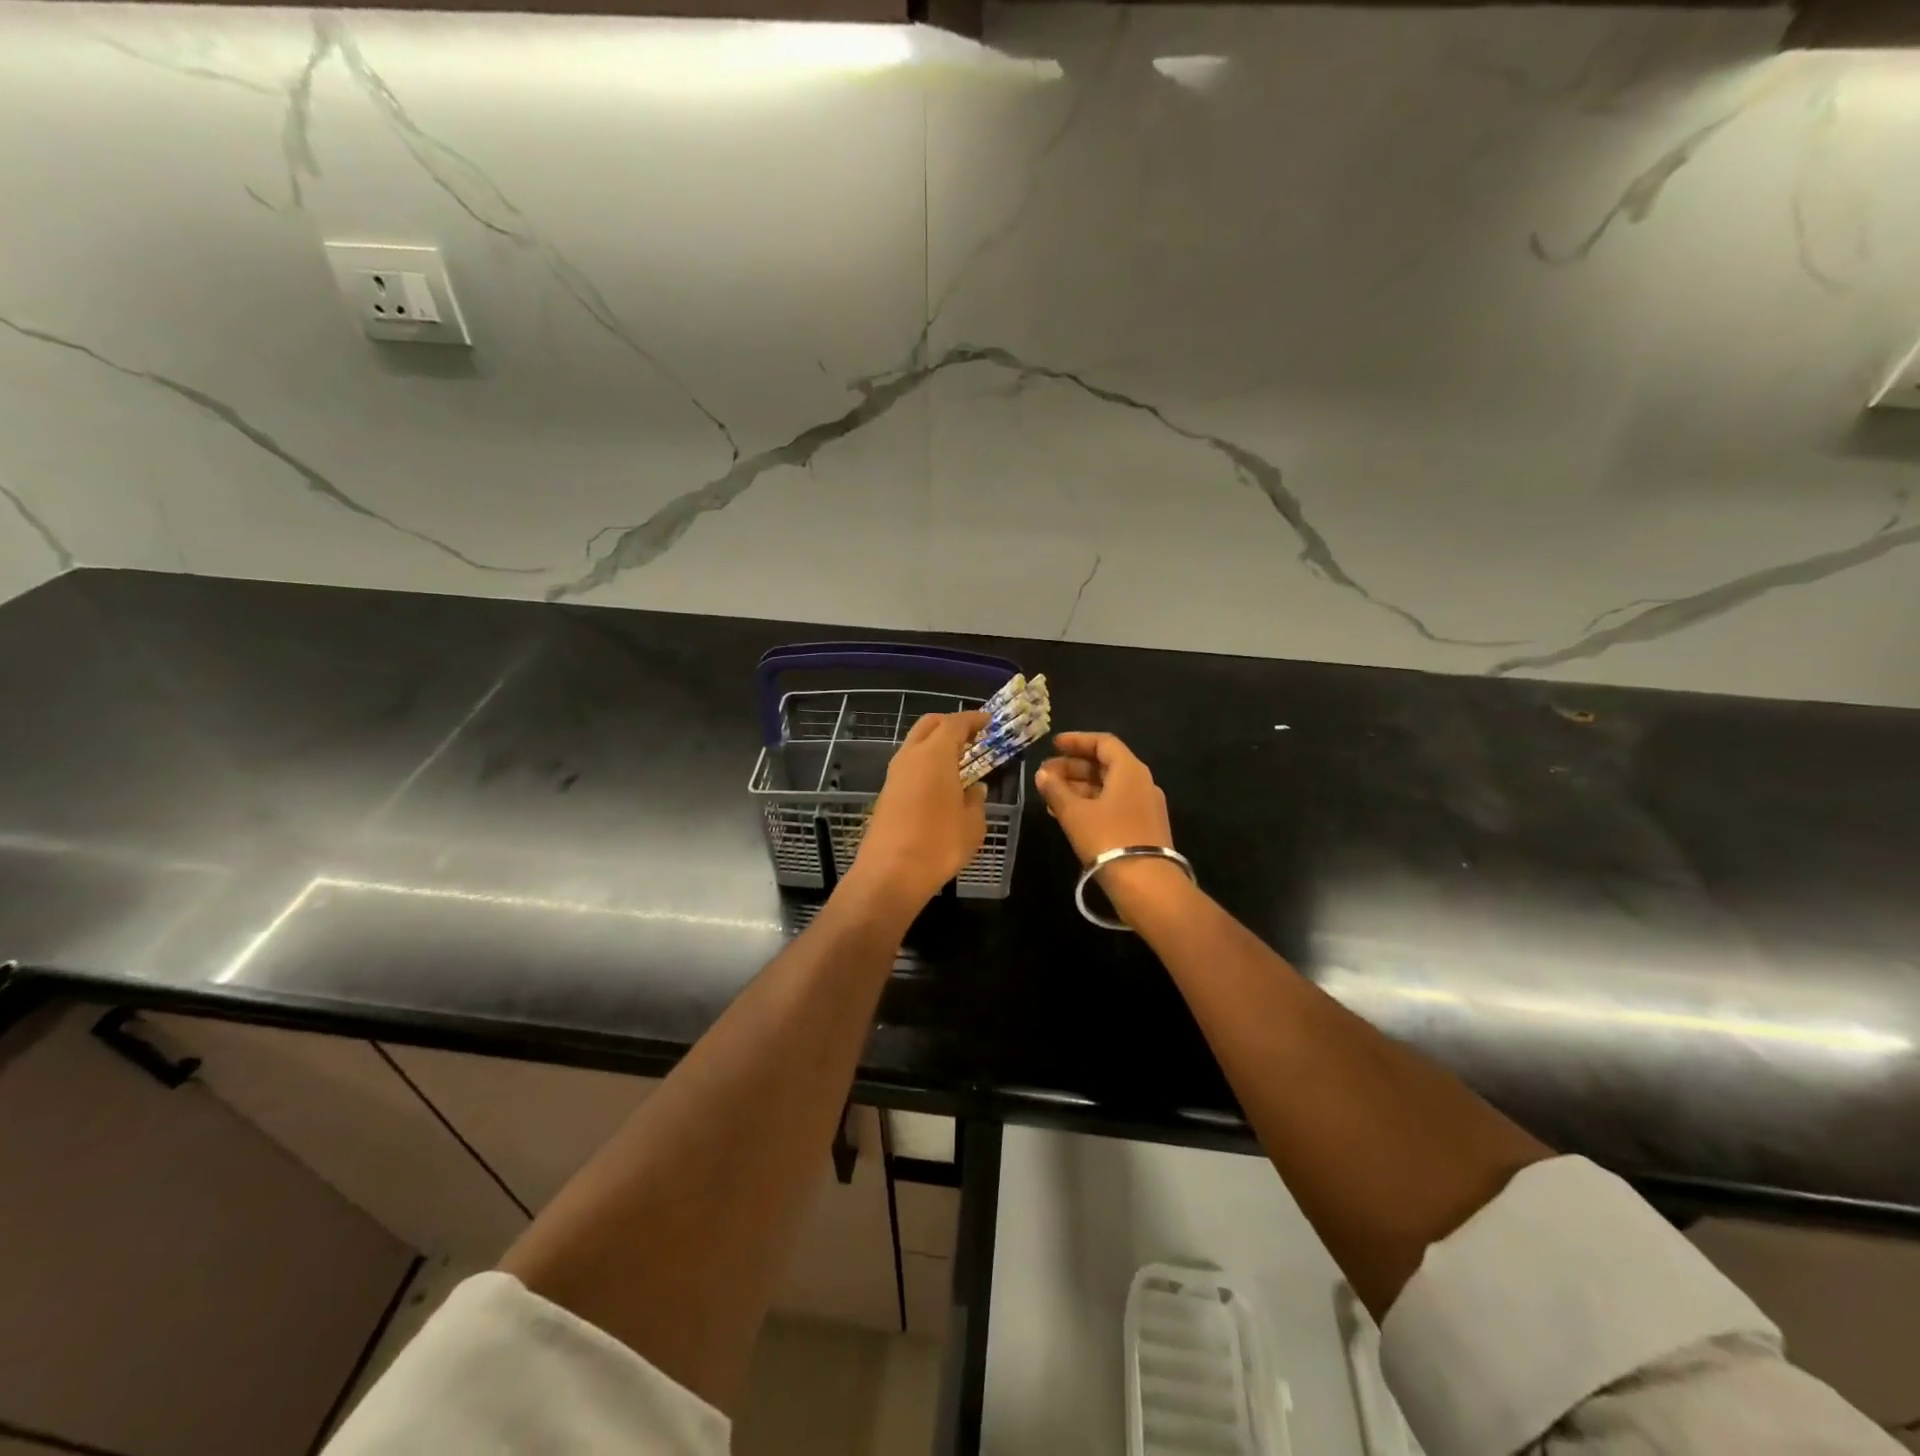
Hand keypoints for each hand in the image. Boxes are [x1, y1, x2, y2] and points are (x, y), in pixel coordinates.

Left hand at [846, 711, 988, 912]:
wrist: (890, 874)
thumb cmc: (939, 844)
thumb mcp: (972, 823)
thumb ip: (975, 800)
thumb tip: (974, 788)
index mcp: (935, 754)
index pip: (955, 723)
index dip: (973, 719)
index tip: (989, 721)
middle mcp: (911, 756)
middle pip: (929, 725)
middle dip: (951, 724)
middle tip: (972, 736)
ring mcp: (894, 774)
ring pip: (915, 744)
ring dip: (936, 744)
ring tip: (959, 760)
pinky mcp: (886, 793)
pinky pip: (909, 765)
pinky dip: (926, 762)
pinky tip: (940, 782)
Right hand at [1034, 732, 1184, 921]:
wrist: (1147, 885)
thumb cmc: (1108, 838)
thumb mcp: (1075, 813)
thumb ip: (1056, 789)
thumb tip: (1043, 773)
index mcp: (1129, 770)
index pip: (1103, 743)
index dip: (1077, 741)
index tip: (1053, 744)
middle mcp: (1141, 783)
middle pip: (1105, 765)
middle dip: (1072, 767)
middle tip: (1045, 774)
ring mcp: (1144, 807)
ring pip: (1107, 787)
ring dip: (1078, 787)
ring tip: (1050, 795)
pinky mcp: (1142, 828)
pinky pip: (1112, 805)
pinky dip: (1089, 804)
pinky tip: (1066, 815)